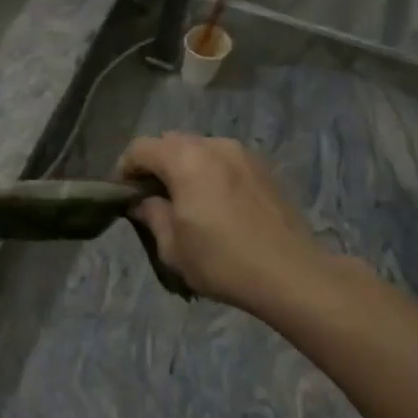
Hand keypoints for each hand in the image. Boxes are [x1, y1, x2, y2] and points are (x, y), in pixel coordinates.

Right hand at [118, 133, 344, 320]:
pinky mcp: (264, 168)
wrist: (292, 274)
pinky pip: (224, 161)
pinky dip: (211, 173)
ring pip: (200, 149)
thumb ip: (152, 215)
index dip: (125, 169)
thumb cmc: (223, 260)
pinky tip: (217, 205)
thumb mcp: (173, 247)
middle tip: (153, 198)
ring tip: (188, 201)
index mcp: (185, 159)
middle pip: (170, 143)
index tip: (125, 196)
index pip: (140, 148)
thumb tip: (144, 202)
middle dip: (156, 165)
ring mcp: (242, 154)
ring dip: (185, 167)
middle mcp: (213, 145)